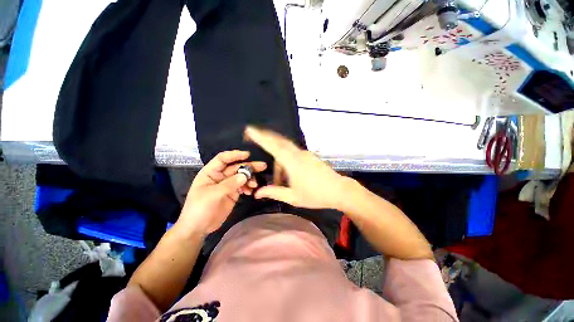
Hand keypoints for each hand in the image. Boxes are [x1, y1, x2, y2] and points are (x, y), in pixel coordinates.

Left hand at [176, 150, 266, 235]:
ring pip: (241, 176)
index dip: (235, 155)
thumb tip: (245, 175)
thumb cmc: (199, 209)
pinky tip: (251, 192)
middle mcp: (220, 176)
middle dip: (249, 166)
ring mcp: (228, 185)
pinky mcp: (233, 193)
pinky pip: (243, 186)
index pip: (223, 159)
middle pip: (236, 167)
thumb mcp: (213, 195)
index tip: (248, 155)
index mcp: (210, 172)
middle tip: (262, 166)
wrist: (198, 228)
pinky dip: (249, 187)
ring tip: (255, 184)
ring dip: (250, 178)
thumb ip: (229, 184)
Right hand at [244, 126, 349, 208]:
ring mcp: (306, 154)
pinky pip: (294, 153)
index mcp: (292, 162)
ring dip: (278, 157)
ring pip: (287, 149)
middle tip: (255, 136)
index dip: (260, 137)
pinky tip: (288, 173)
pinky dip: (286, 159)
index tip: (250, 130)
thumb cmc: (315, 195)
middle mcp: (298, 154)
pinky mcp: (310, 156)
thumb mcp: (293, 197)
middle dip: (267, 137)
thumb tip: (257, 193)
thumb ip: (274, 192)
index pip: (273, 146)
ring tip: (278, 177)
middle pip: (279, 141)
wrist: (339, 190)